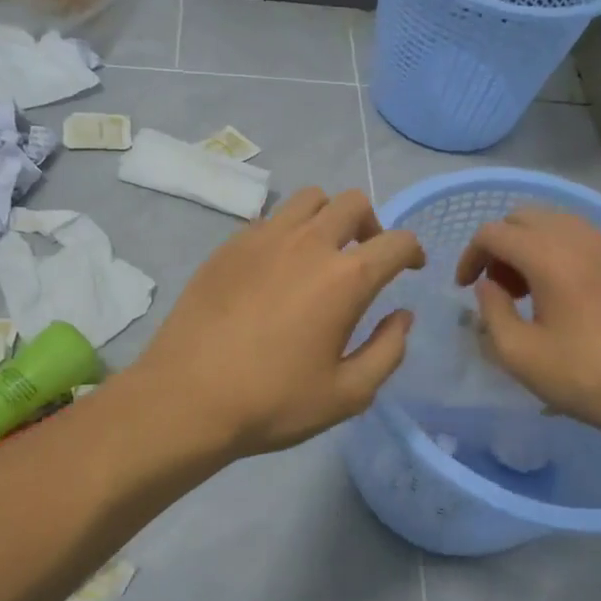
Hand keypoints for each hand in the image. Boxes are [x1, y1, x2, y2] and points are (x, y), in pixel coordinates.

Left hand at [135, 187, 425, 458]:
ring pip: (309, 199)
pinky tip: (277, 267)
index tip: (410, 266)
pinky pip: (271, 218)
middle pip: (353, 203)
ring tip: (322, 253)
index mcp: (346, 278)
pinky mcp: (229, 244)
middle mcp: (308, 243)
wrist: (188, 397)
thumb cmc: (274, 401)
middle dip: (372, 225)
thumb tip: (402, 316)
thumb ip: (388, 351)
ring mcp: (264, 238)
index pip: (396, 242)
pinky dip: (288, 231)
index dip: (412, 251)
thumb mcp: (348, 394)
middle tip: (367, 257)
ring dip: (328, 217)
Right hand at [455, 205, 600, 445]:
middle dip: (500, 245)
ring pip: (557, 222)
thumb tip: (487, 286)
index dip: (470, 256)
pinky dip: (561, 252)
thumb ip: (491, 311)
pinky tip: (566, 294)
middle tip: (497, 287)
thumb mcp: (520, 355)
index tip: (465, 288)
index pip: (494, 233)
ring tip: (529, 290)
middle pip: (525, 217)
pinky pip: (585, 238)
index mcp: (551, 257)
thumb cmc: (587, 378)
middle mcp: (582, 239)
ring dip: (530, 246)